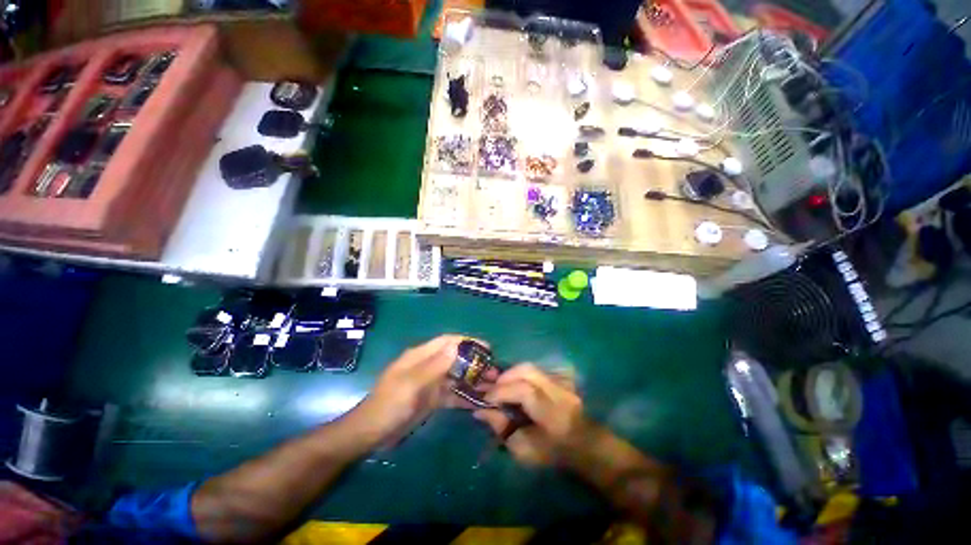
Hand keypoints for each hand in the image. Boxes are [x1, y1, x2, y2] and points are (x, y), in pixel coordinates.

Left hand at [352, 335, 481, 443]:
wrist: (371, 435)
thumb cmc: (388, 405)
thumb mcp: (410, 385)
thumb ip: (433, 366)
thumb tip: (456, 346)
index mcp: (421, 356)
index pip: (448, 342)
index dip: (467, 342)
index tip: (487, 348)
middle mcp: (428, 365)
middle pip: (456, 358)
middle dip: (474, 363)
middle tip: (494, 372)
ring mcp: (431, 383)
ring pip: (456, 376)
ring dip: (473, 380)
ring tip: (492, 386)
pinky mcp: (433, 399)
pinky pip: (453, 394)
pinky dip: (465, 396)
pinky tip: (480, 402)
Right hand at [474, 364, 586, 465]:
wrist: (583, 446)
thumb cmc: (553, 454)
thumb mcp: (524, 450)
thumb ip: (501, 428)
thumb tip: (480, 410)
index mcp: (552, 413)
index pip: (524, 391)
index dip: (501, 391)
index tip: (485, 398)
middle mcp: (559, 392)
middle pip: (528, 370)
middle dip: (505, 376)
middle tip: (491, 386)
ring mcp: (562, 382)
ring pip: (531, 367)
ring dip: (512, 373)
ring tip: (500, 383)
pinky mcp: (561, 378)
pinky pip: (536, 370)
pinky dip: (521, 374)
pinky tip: (514, 383)